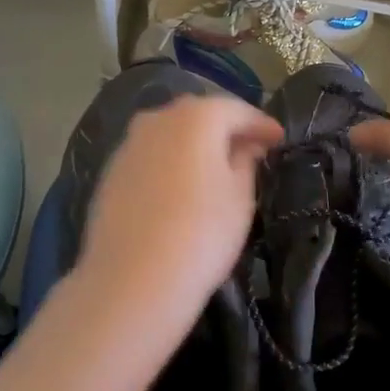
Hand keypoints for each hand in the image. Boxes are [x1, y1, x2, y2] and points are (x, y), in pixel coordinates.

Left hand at [72, 93, 281, 343]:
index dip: (261, 124)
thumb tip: (244, 147)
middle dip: (225, 129)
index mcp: (195, 117)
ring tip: (215, 169)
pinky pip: (150, 157)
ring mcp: (128, 146)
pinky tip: (180, 188)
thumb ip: (245, 162)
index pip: (236, 110)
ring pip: (170, 135)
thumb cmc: (201, 234)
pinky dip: (169, 163)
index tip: (278, 139)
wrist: (132, 280)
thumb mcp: (240, 198)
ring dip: (194, 145)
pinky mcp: (110, 174)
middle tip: (249, 149)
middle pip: (198, 115)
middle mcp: (157, 120)